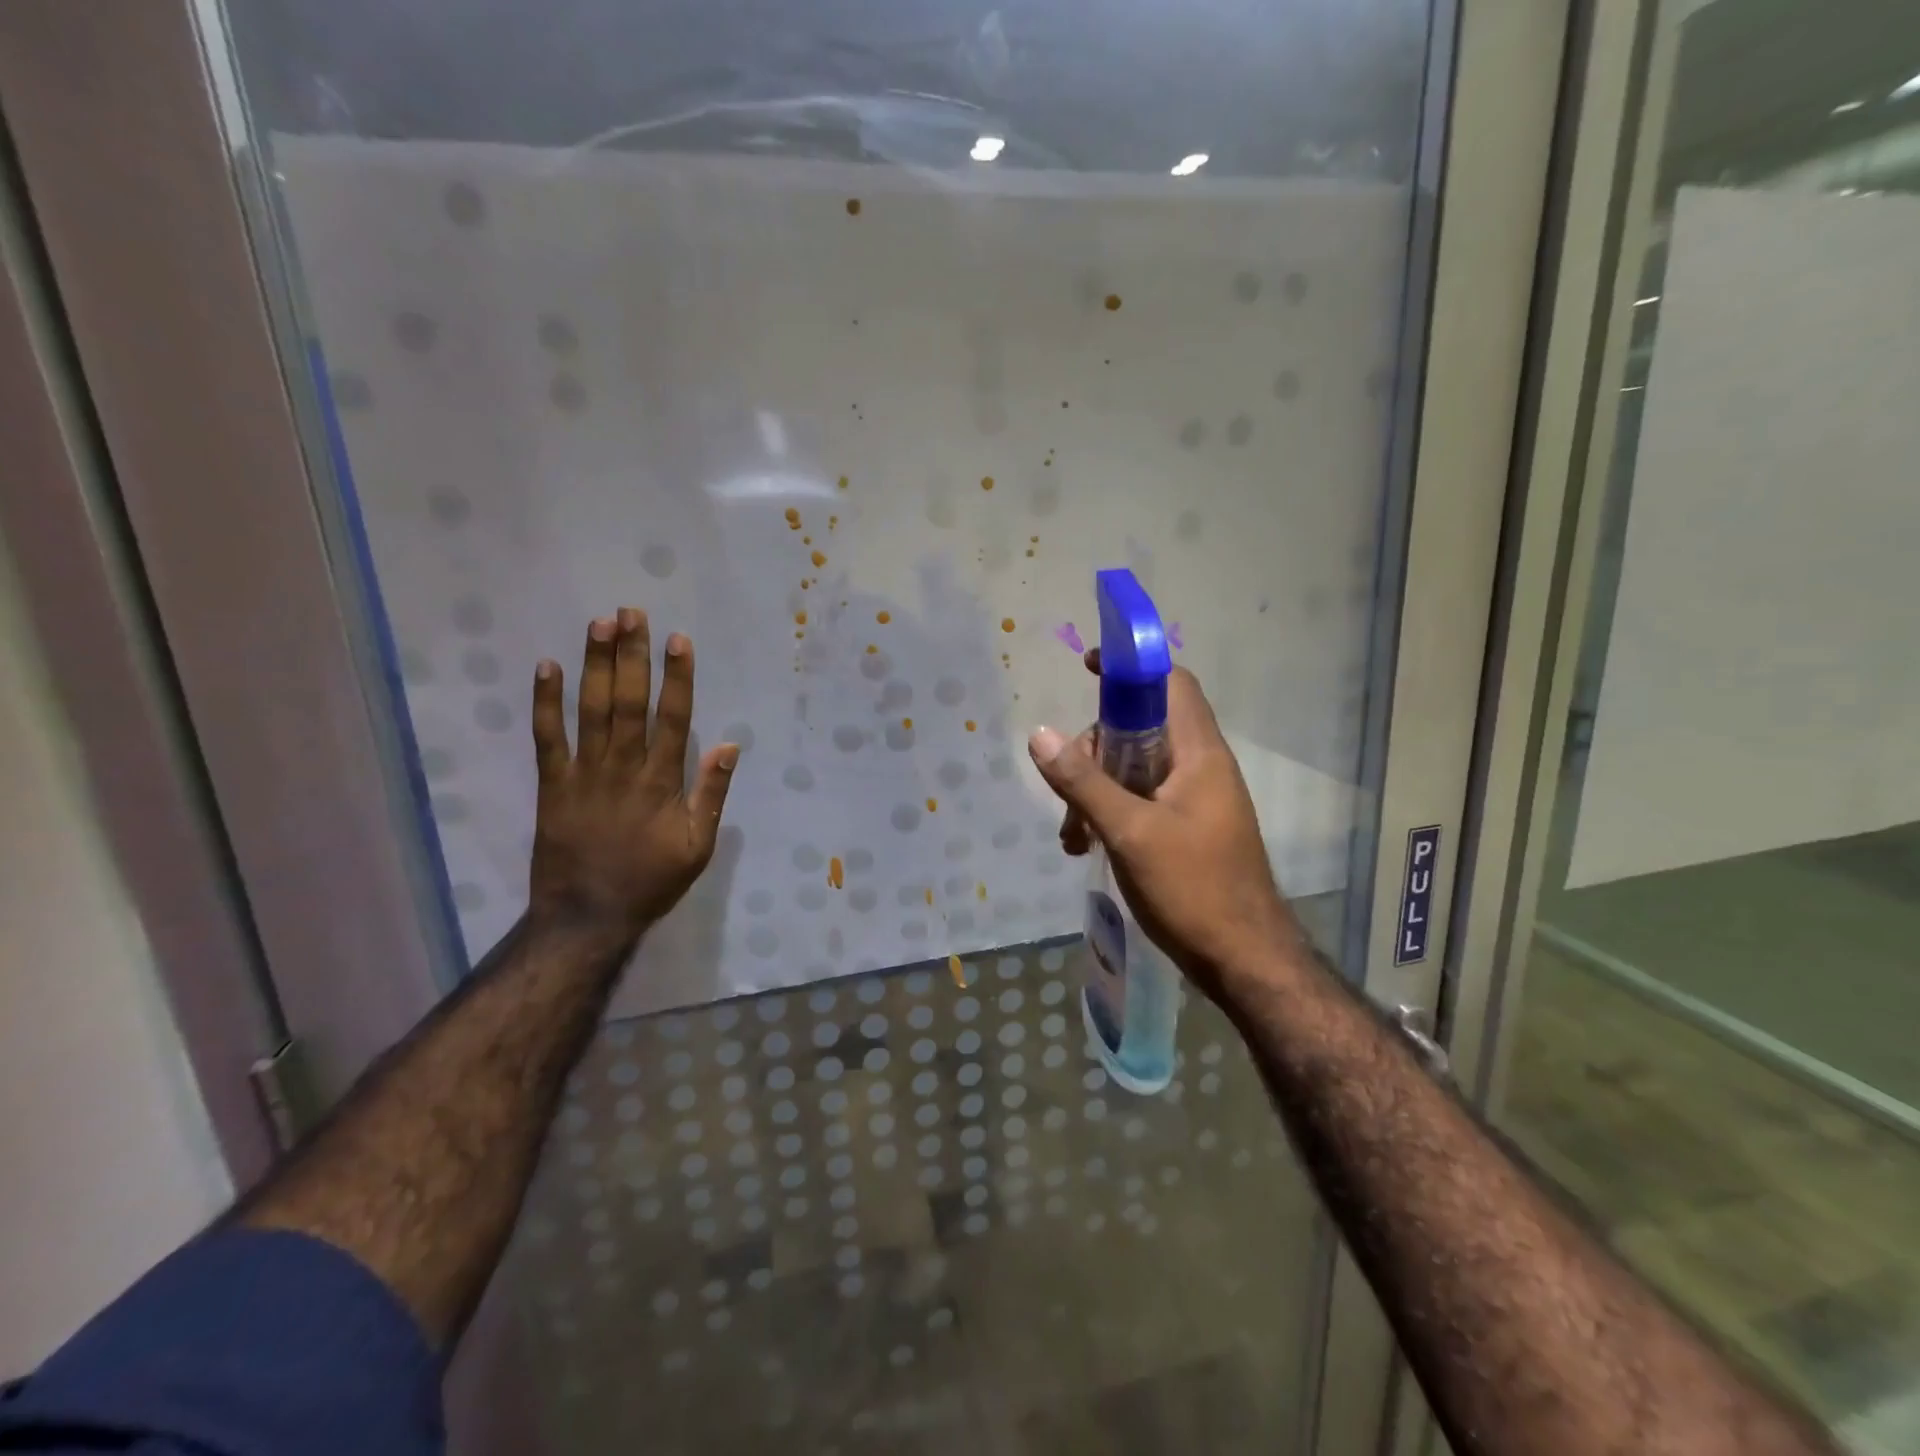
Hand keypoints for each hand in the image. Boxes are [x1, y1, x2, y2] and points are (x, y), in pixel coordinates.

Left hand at [527, 608, 738, 942]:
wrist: (587, 917)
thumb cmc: (651, 881)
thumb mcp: (698, 847)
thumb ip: (712, 795)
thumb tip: (729, 745)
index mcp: (662, 782)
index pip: (673, 718)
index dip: (677, 677)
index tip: (678, 639)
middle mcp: (623, 768)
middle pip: (629, 702)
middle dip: (632, 655)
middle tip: (632, 612)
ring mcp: (584, 774)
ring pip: (591, 710)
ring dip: (596, 665)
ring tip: (600, 623)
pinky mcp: (552, 785)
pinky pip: (547, 738)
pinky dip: (546, 703)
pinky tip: (547, 667)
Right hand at [1029, 657, 1298, 993]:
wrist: (1244, 960)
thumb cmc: (1193, 888)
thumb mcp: (1129, 832)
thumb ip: (1083, 782)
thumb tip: (1040, 734)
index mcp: (1199, 754)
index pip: (1170, 684)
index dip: (1131, 668)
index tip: (1087, 669)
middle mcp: (1200, 768)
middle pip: (1141, 728)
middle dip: (1096, 750)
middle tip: (1068, 786)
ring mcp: (1194, 800)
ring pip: (1135, 769)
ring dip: (1096, 790)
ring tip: (1072, 835)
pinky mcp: (1185, 829)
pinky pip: (1140, 801)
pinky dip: (1110, 814)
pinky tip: (1086, 847)